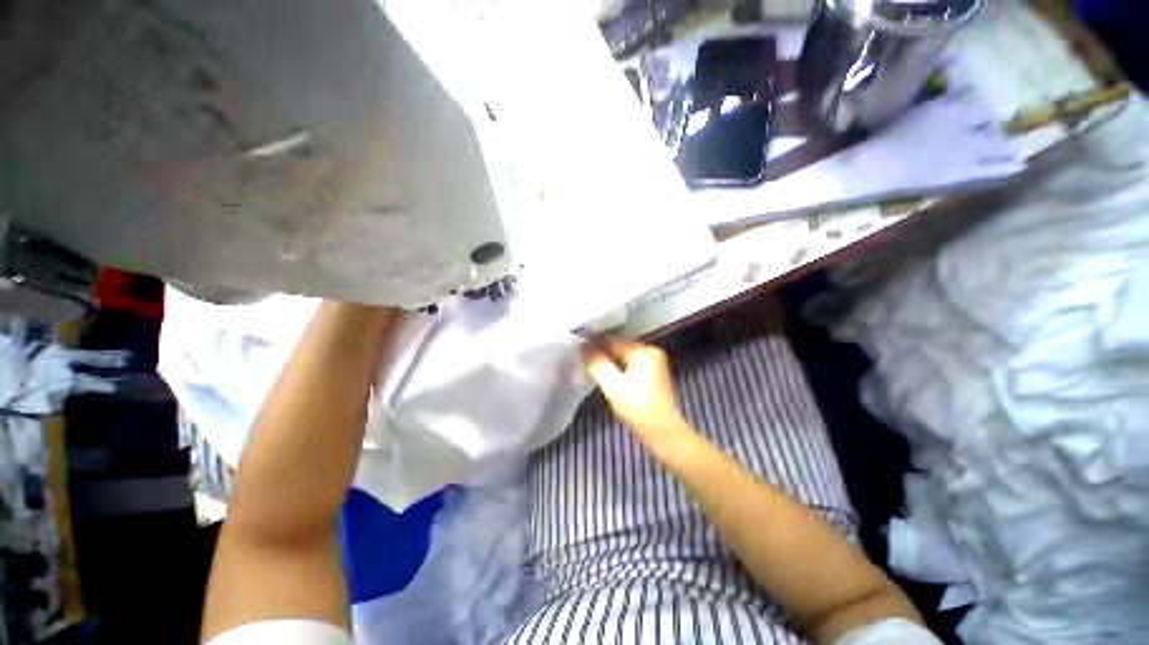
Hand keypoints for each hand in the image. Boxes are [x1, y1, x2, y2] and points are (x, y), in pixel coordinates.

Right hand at [582, 337, 696, 457]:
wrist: (665, 434)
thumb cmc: (640, 410)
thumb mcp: (614, 386)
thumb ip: (596, 364)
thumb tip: (581, 345)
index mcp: (643, 351)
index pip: (612, 340)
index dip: (593, 344)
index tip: (575, 350)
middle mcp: (650, 351)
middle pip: (617, 346)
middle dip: (600, 354)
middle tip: (581, 361)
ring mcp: (652, 362)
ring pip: (621, 356)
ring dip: (606, 362)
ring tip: (590, 369)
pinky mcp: (651, 373)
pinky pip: (627, 364)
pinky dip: (616, 369)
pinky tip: (606, 377)